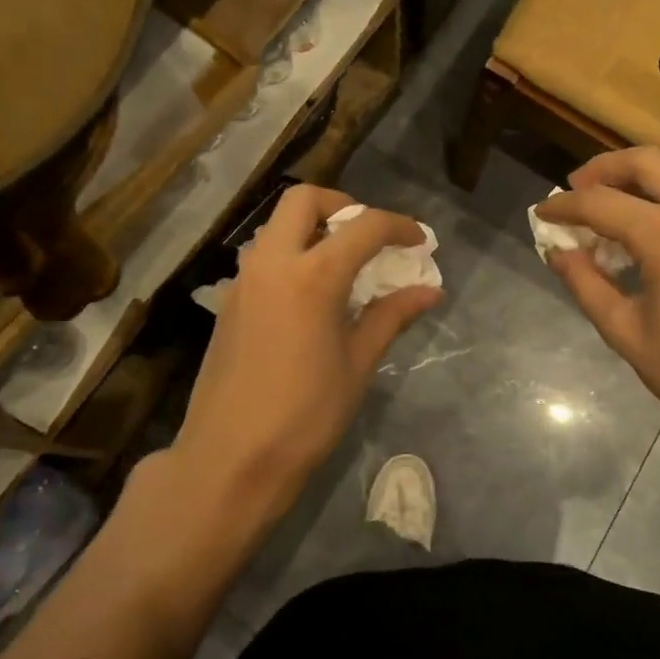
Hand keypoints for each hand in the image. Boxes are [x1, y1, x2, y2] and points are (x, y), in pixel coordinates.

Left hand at [109, 185, 441, 605]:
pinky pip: (263, 255)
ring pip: (276, 225)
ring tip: (343, 262)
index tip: (420, 241)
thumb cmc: (305, 416)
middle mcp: (273, 263)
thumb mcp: (357, 364)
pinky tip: (311, 294)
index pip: (364, 227)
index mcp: (313, 276)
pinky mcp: (229, 302)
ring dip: (312, 227)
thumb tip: (430, 291)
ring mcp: (244, 280)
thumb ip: (391, 316)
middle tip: (369, 235)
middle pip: (303, 200)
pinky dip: (291, 253)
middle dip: (342, 205)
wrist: (229, 459)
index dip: (399, 227)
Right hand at [537, 148, 659, 478]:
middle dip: (603, 169)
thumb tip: (557, 252)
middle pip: (645, 162)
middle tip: (576, 191)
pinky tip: (650, 226)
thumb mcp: (627, 334)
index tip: (541, 211)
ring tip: (610, 203)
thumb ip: (586, 285)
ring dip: (638, 176)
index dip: (564, 206)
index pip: (600, 203)